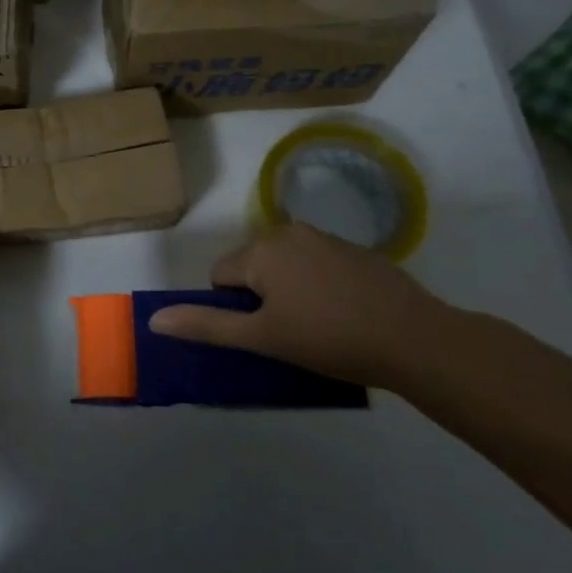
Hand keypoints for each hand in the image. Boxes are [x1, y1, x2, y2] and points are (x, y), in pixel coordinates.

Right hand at [147, 223, 461, 388]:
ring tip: (322, 326)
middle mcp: (288, 232)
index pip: (220, 276)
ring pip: (286, 266)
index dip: (236, 309)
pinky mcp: (357, 250)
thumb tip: (154, 319)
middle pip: (252, 267)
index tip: (268, 333)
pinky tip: (346, 314)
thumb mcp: (262, 338)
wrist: (417, 340)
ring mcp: (326, 237)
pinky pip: (318, 265)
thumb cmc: (329, 339)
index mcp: (260, 250)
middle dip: (262, 297)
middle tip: (293, 332)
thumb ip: (206, 325)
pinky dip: (321, 285)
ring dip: (291, 290)